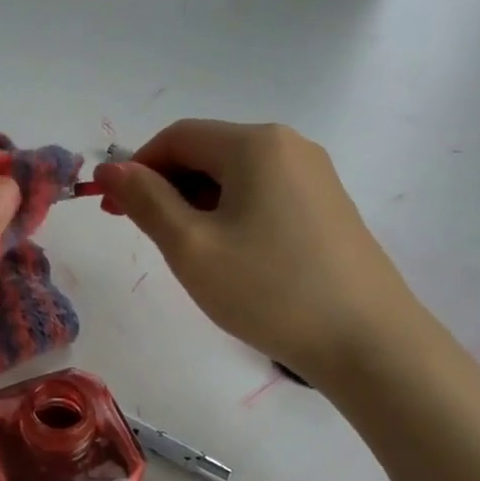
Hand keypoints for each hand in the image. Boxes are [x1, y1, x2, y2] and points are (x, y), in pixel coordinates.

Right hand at [94, 120, 425, 383]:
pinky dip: (229, 214)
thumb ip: (145, 200)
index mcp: (255, 144)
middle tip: (141, 233)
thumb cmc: (269, 289)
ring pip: (234, 176)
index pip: (177, 137)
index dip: (136, 167)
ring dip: (195, 202)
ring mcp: (315, 176)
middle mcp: (289, 146)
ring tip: (183, 250)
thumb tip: (110, 168)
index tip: (112, 210)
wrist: (369, 343)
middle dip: (165, 186)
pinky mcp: (327, 207)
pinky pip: (262, 195)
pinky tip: (227, 255)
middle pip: (207, 152)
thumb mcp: (190, 246)